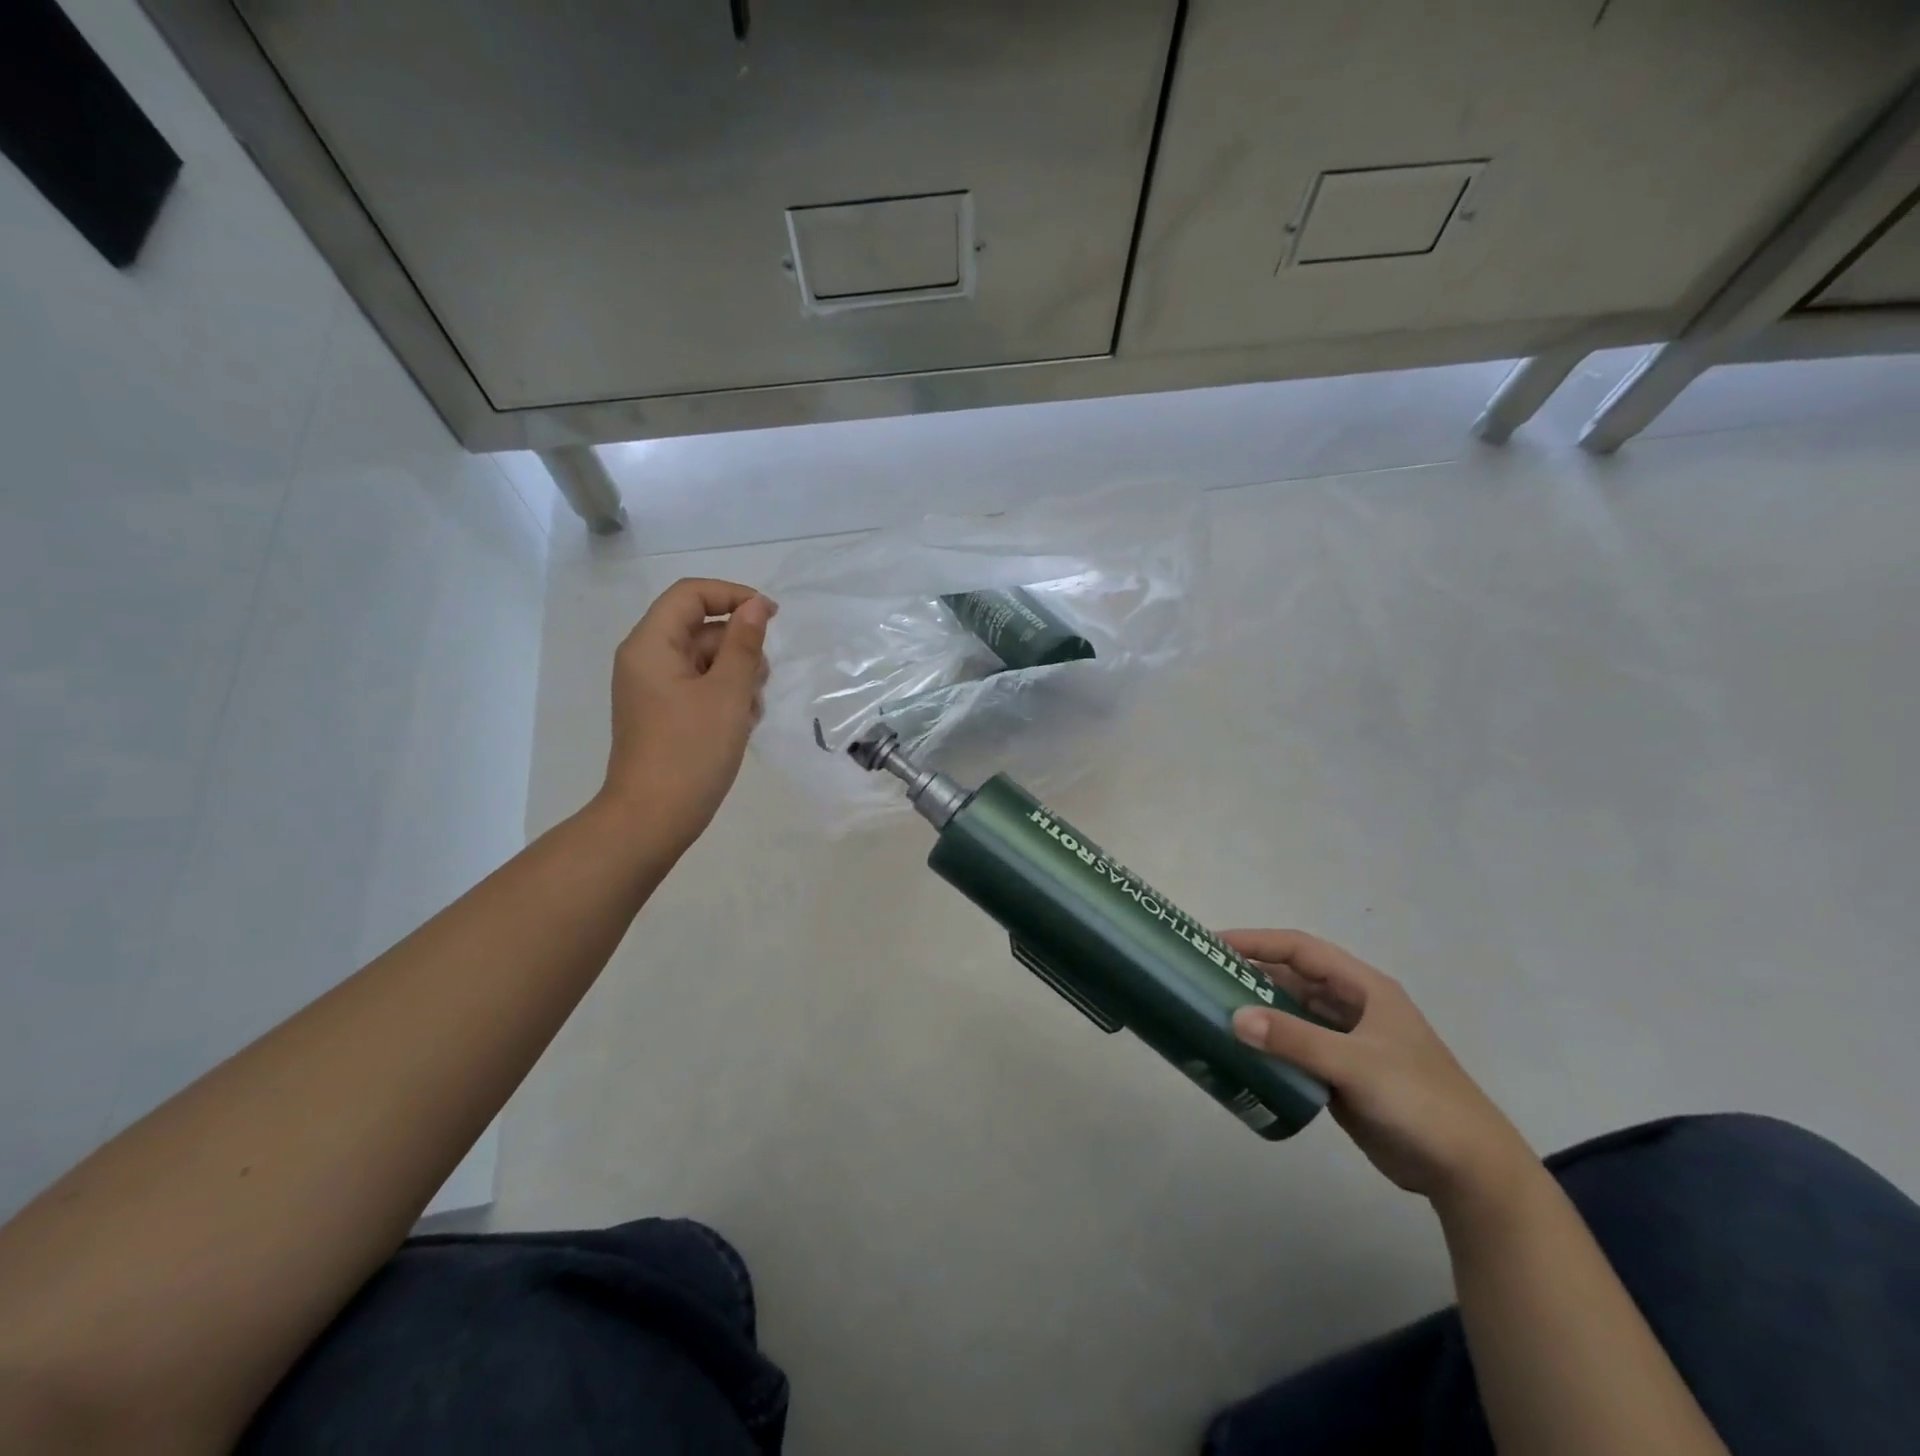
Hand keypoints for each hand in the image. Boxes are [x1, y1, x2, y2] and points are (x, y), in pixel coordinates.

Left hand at [598, 578, 773, 850]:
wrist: (652, 819)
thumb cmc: (691, 751)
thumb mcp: (728, 693)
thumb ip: (744, 644)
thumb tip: (756, 606)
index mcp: (651, 645)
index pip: (691, 594)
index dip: (733, 596)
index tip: (772, 617)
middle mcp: (646, 660)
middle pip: (700, 628)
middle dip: (739, 646)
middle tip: (761, 680)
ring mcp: (654, 690)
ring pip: (705, 660)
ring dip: (737, 676)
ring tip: (750, 711)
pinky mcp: (664, 715)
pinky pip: (699, 687)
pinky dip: (724, 697)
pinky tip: (742, 724)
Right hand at [1225, 929, 1534, 1207]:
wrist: (1469, 1173)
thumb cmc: (1418, 1101)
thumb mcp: (1356, 1065)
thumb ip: (1295, 1040)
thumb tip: (1233, 1017)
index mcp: (1362, 988)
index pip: (1300, 949)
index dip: (1257, 941)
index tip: (1213, 943)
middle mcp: (1351, 1008)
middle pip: (1291, 979)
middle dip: (1249, 975)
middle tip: (1203, 978)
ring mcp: (1345, 1043)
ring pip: (1290, 1015)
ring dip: (1256, 1012)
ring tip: (1211, 1012)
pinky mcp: (1339, 1076)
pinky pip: (1294, 1050)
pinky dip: (1267, 1047)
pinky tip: (1239, 1054)